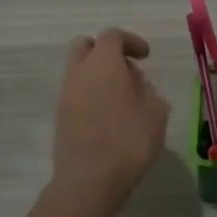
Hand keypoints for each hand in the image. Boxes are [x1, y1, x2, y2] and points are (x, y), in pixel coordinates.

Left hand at [51, 29, 170, 206]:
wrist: (89, 181)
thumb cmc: (128, 141)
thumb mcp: (156, 113)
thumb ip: (148, 91)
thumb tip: (137, 85)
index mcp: (103, 63)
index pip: (112, 36)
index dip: (131, 41)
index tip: (146, 56)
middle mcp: (79, 72)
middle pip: (85, 46)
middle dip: (106, 52)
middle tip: (127, 70)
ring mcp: (65, 95)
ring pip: (79, 71)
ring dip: (98, 75)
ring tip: (123, 99)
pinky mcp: (60, 117)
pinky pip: (76, 93)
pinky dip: (91, 94)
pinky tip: (109, 117)